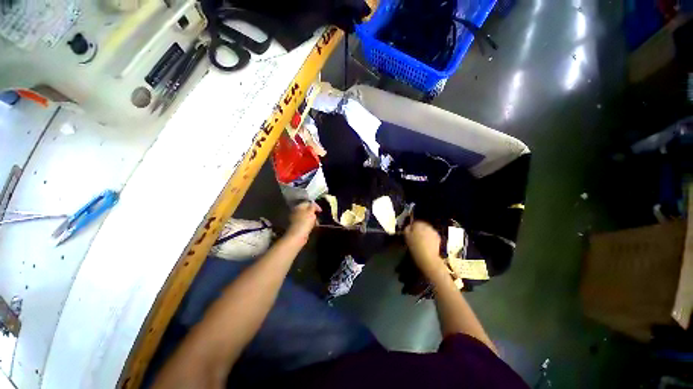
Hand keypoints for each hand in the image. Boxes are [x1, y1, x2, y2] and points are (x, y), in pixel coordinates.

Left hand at [284, 202, 320, 245]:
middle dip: (314, 213)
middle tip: (319, 217)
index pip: (308, 203)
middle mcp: (296, 212)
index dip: (315, 206)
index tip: (321, 211)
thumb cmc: (305, 222)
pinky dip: (309, 224)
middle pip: (307, 210)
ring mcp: (295, 219)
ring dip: (312, 219)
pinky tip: (312, 227)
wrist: (297, 236)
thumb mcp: (311, 212)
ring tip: (317, 223)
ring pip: (306, 217)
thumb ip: (313, 206)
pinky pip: (305, 223)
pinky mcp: (297, 227)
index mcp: (299, 207)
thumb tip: (314, 205)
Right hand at [404, 221, 445, 278]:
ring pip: (427, 230)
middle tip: (415, 237)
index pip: (414, 223)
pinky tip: (427, 244)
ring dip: (424, 234)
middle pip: (421, 226)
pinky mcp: (438, 238)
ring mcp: (433, 231)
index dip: (411, 228)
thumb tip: (409, 226)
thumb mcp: (406, 237)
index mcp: (418, 224)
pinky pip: (432, 235)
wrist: (428, 258)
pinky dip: (429, 238)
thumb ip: (407, 229)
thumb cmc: (415, 247)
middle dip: (418, 230)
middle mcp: (427, 226)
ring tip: (421, 241)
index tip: (409, 233)